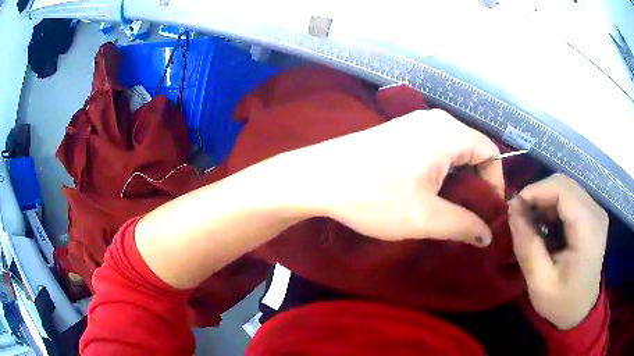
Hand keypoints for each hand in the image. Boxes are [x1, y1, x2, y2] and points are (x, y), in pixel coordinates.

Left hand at [300, 109, 503, 245]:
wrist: (318, 177)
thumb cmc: (374, 196)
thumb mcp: (425, 217)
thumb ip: (464, 225)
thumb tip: (487, 236)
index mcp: (448, 133)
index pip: (491, 154)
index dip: (496, 185)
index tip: (489, 215)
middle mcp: (434, 120)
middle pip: (473, 151)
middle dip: (476, 185)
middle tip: (470, 217)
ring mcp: (413, 124)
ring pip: (452, 151)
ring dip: (458, 181)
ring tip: (450, 210)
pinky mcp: (398, 132)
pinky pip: (433, 149)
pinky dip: (439, 172)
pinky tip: (428, 193)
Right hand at [508, 173, 608, 329]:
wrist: (582, 310)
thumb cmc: (562, 302)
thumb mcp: (540, 283)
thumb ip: (527, 246)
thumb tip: (512, 210)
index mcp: (588, 229)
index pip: (562, 189)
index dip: (536, 190)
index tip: (514, 207)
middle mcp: (596, 212)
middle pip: (564, 184)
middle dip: (538, 194)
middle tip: (520, 215)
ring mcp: (596, 211)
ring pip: (566, 188)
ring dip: (545, 200)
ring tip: (531, 222)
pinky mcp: (593, 214)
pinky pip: (571, 197)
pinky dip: (553, 206)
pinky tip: (546, 225)